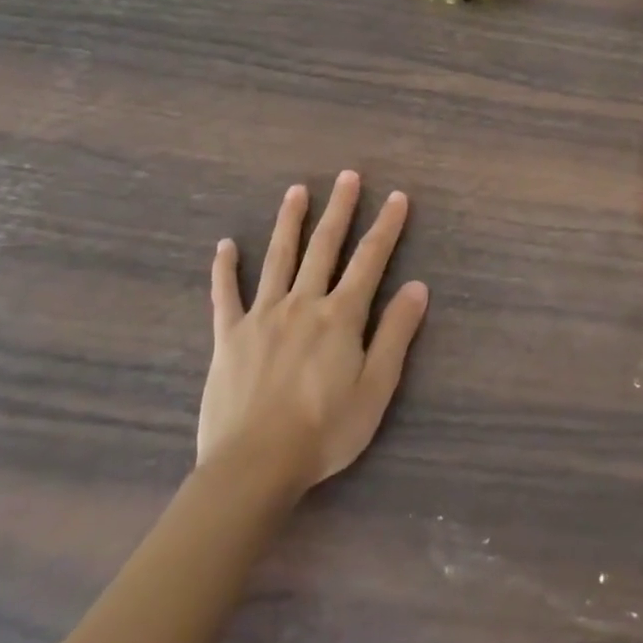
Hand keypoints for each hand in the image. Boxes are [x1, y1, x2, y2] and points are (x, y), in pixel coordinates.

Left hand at [199, 172, 428, 491]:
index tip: (397, 197)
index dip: (386, 227)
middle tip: (347, 176)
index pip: (370, 261)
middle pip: (324, 247)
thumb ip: (396, 334)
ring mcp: (262, 317)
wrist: (254, 465)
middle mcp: (303, 304)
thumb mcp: (376, 387)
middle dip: (339, 209)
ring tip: (296, 191)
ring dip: (289, 222)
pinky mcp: (229, 337)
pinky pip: (225, 295)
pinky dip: (225, 269)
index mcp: (341, 316)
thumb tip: (417, 286)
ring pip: (278, 259)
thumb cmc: (325, 430)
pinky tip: (225, 245)